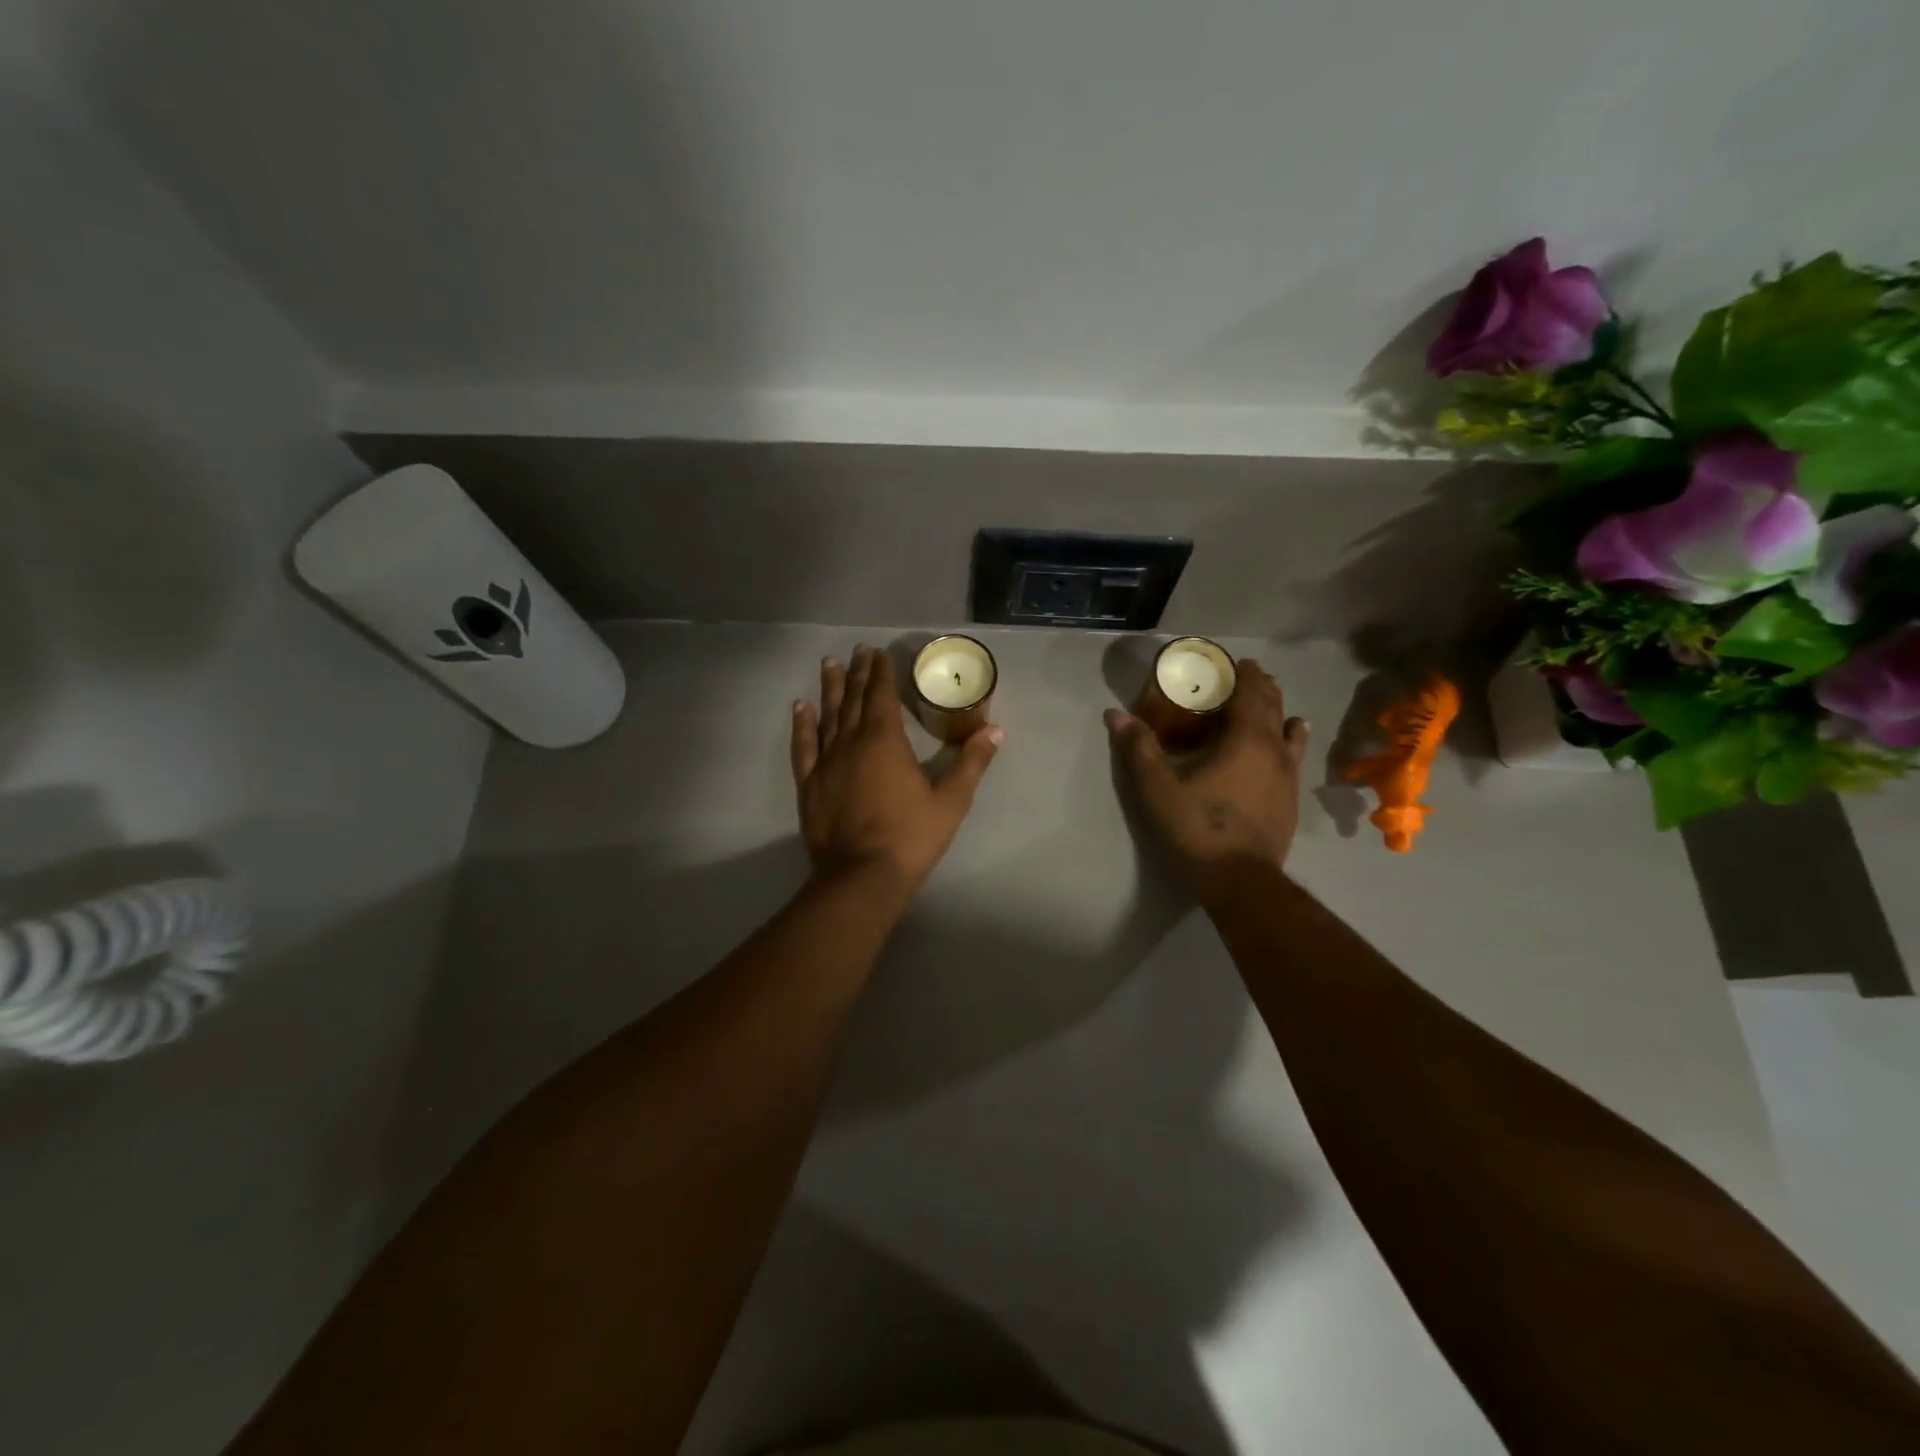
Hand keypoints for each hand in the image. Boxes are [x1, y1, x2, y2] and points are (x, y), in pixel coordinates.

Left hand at [791, 645, 1003, 899]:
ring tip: (829, 664)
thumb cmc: (911, 836)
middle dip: (858, 673)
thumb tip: (995, 731)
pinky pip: (804, 746)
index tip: (879, 652)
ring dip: (830, 689)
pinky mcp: (810, 784)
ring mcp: (827, 762)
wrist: (862, 875)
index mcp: (885, 740)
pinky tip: (800, 708)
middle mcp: (852, 742)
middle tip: (858, 650)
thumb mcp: (951, 800)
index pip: (882, 695)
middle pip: (855, 699)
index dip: (881, 672)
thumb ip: (971, 762)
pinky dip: (802, 725)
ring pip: (827, 716)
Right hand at [1106, 658, 1309, 896]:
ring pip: (1288, 729)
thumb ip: (1138, 748)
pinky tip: (1292, 738)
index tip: (1233, 660)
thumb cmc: (1197, 828)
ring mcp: (1288, 775)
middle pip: (1272, 706)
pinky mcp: (1290, 799)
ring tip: (1271, 698)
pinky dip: (1291, 737)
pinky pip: (1293, 755)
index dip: (1243, 673)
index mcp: (1245, 739)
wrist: (1240, 881)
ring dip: (1278, 709)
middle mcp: (1274, 750)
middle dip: (1260, 685)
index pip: (1250, 693)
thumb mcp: (1157, 788)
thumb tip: (1115, 714)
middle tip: (1247, 673)